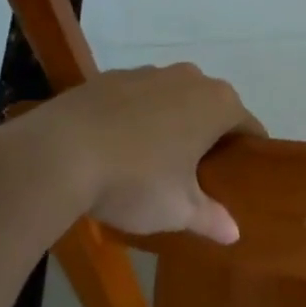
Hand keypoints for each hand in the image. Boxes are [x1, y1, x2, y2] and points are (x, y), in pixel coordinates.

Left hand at [32, 64, 262, 242]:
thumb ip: (210, 218)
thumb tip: (233, 234)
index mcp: (217, 104)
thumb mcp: (177, 210)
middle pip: (211, 109)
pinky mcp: (107, 77)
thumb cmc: (135, 181)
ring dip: (171, 124)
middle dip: (208, 137)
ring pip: (172, 99)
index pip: (249, 128)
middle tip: (195, 176)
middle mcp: (188, 78)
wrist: (56, 154)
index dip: (247, 154)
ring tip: (152, 162)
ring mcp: (146, 72)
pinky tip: (118, 147)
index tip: (237, 178)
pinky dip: (136, 117)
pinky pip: (136, 98)